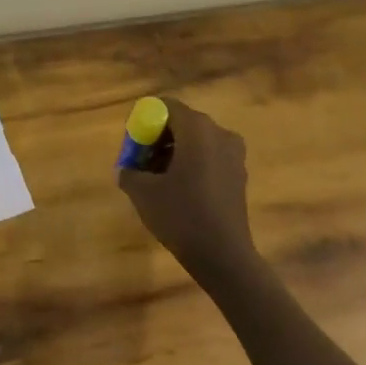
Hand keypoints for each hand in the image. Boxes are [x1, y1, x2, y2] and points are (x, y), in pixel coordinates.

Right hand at [117, 98, 258, 277]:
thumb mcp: (143, 193)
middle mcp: (219, 132)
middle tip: (141, 162)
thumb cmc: (181, 216)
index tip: (133, 145)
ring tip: (158, 180)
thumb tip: (125, 169)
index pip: (165, 106)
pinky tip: (180, 191)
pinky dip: (192, 165)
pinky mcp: (239, 174)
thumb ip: (129, 172)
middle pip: (181, 122)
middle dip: (158, 138)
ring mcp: (233, 154)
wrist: (224, 258)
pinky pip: (210, 157)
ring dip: (174, 153)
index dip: (144, 121)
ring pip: (196, 141)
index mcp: (197, 128)